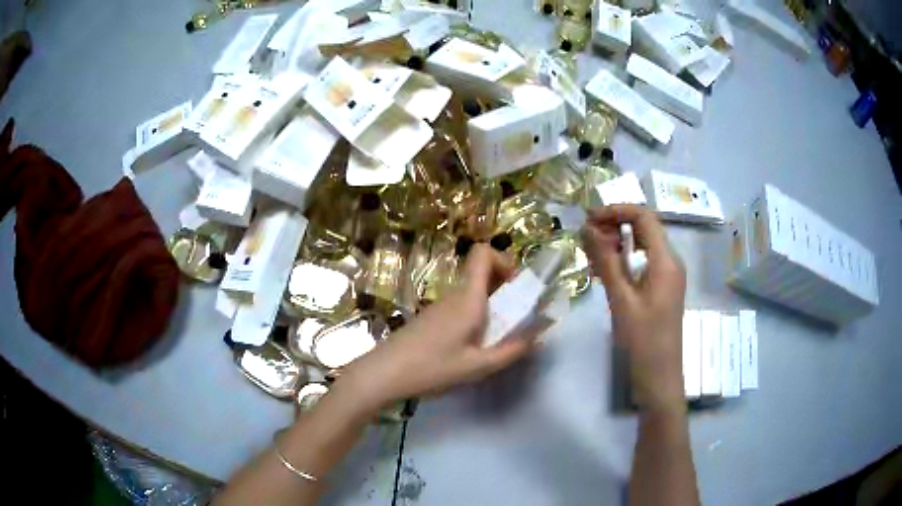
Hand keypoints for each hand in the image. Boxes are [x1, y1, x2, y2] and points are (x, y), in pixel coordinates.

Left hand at [335, 244, 537, 414]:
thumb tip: (541, 333)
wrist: (385, 373)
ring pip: (473, 290)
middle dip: (505, 287)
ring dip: (492, 304)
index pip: (482, 252)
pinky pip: (462, 304)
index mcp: (468, 297)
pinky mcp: (432, 317)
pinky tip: (473, 345)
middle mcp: (454, 294)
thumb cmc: (432, 367)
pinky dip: (476, 315)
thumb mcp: (478, 365)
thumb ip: (512, 349)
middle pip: (482, 271)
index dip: (504, 260)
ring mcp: (441, 304)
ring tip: (498, 336)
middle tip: (516, 316)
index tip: (518, 288)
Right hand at [582, 205, 685, 412]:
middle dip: (615, 224)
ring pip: (644, 244)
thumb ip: (606, 260)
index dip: (616, 210)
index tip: (588, 218)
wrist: (659, 376)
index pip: (644, 216)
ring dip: (618, 240)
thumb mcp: (621, 299)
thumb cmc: (642, 340)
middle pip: (645, 227)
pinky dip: (625, 258)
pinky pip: (644, 261)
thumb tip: (588, 228)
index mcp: (666, 260)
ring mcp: (669, 275)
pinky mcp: (663, 287)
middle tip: (585, 235)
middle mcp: (672, 261)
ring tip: (591, 251)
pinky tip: (605, 270)